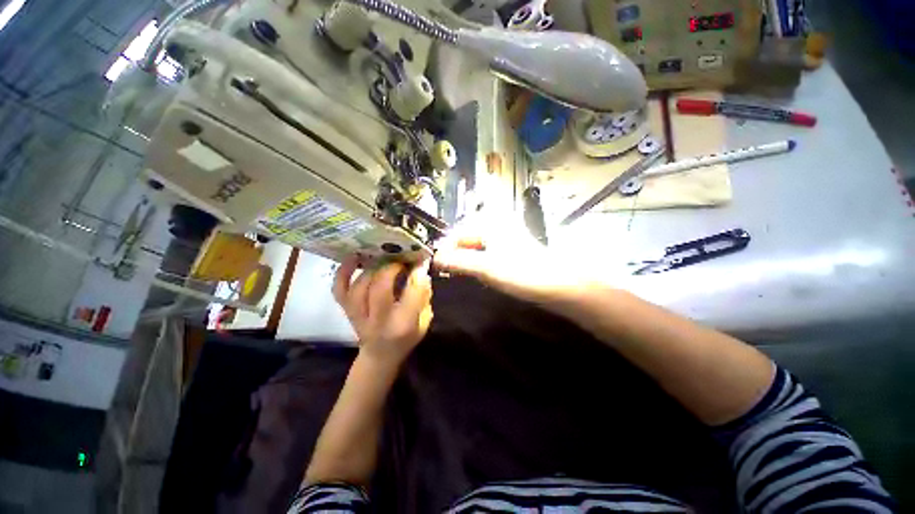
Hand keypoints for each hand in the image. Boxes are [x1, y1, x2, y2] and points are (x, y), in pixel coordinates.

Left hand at [333, 256, 433, 366]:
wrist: (379, 355)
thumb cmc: (405, 338)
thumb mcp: (423, 322)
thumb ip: (424, 298)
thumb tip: (421, 273)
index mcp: (402, 325)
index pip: (412, 297)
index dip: (417, 276)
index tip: (420, 263)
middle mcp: (378, 321)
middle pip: (380, 290)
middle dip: (391, 270)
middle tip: (400, 260)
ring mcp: (358, 315)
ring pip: (359, 288)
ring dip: (372, 269)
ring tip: (383, 258)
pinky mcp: (346, 310)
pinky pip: (339, 289)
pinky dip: (343, 272)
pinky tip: (354, 258)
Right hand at [433, 217, 593, 304]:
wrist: (557, 284)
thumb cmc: (521, 272)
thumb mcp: (485, 266)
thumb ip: (457, 261)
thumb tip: (433, 258)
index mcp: (490, 221)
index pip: (456, 233)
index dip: (444, 250)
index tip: (435, 267)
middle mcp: (495, 223)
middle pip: (465, 239)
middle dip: (454, 256)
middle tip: (446, 274)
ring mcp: (503, 235)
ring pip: (474, 247)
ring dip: (465, 261)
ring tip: (459, 275)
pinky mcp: (508, 248)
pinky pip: (485, 252)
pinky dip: (477, 262)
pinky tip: (476, 274)